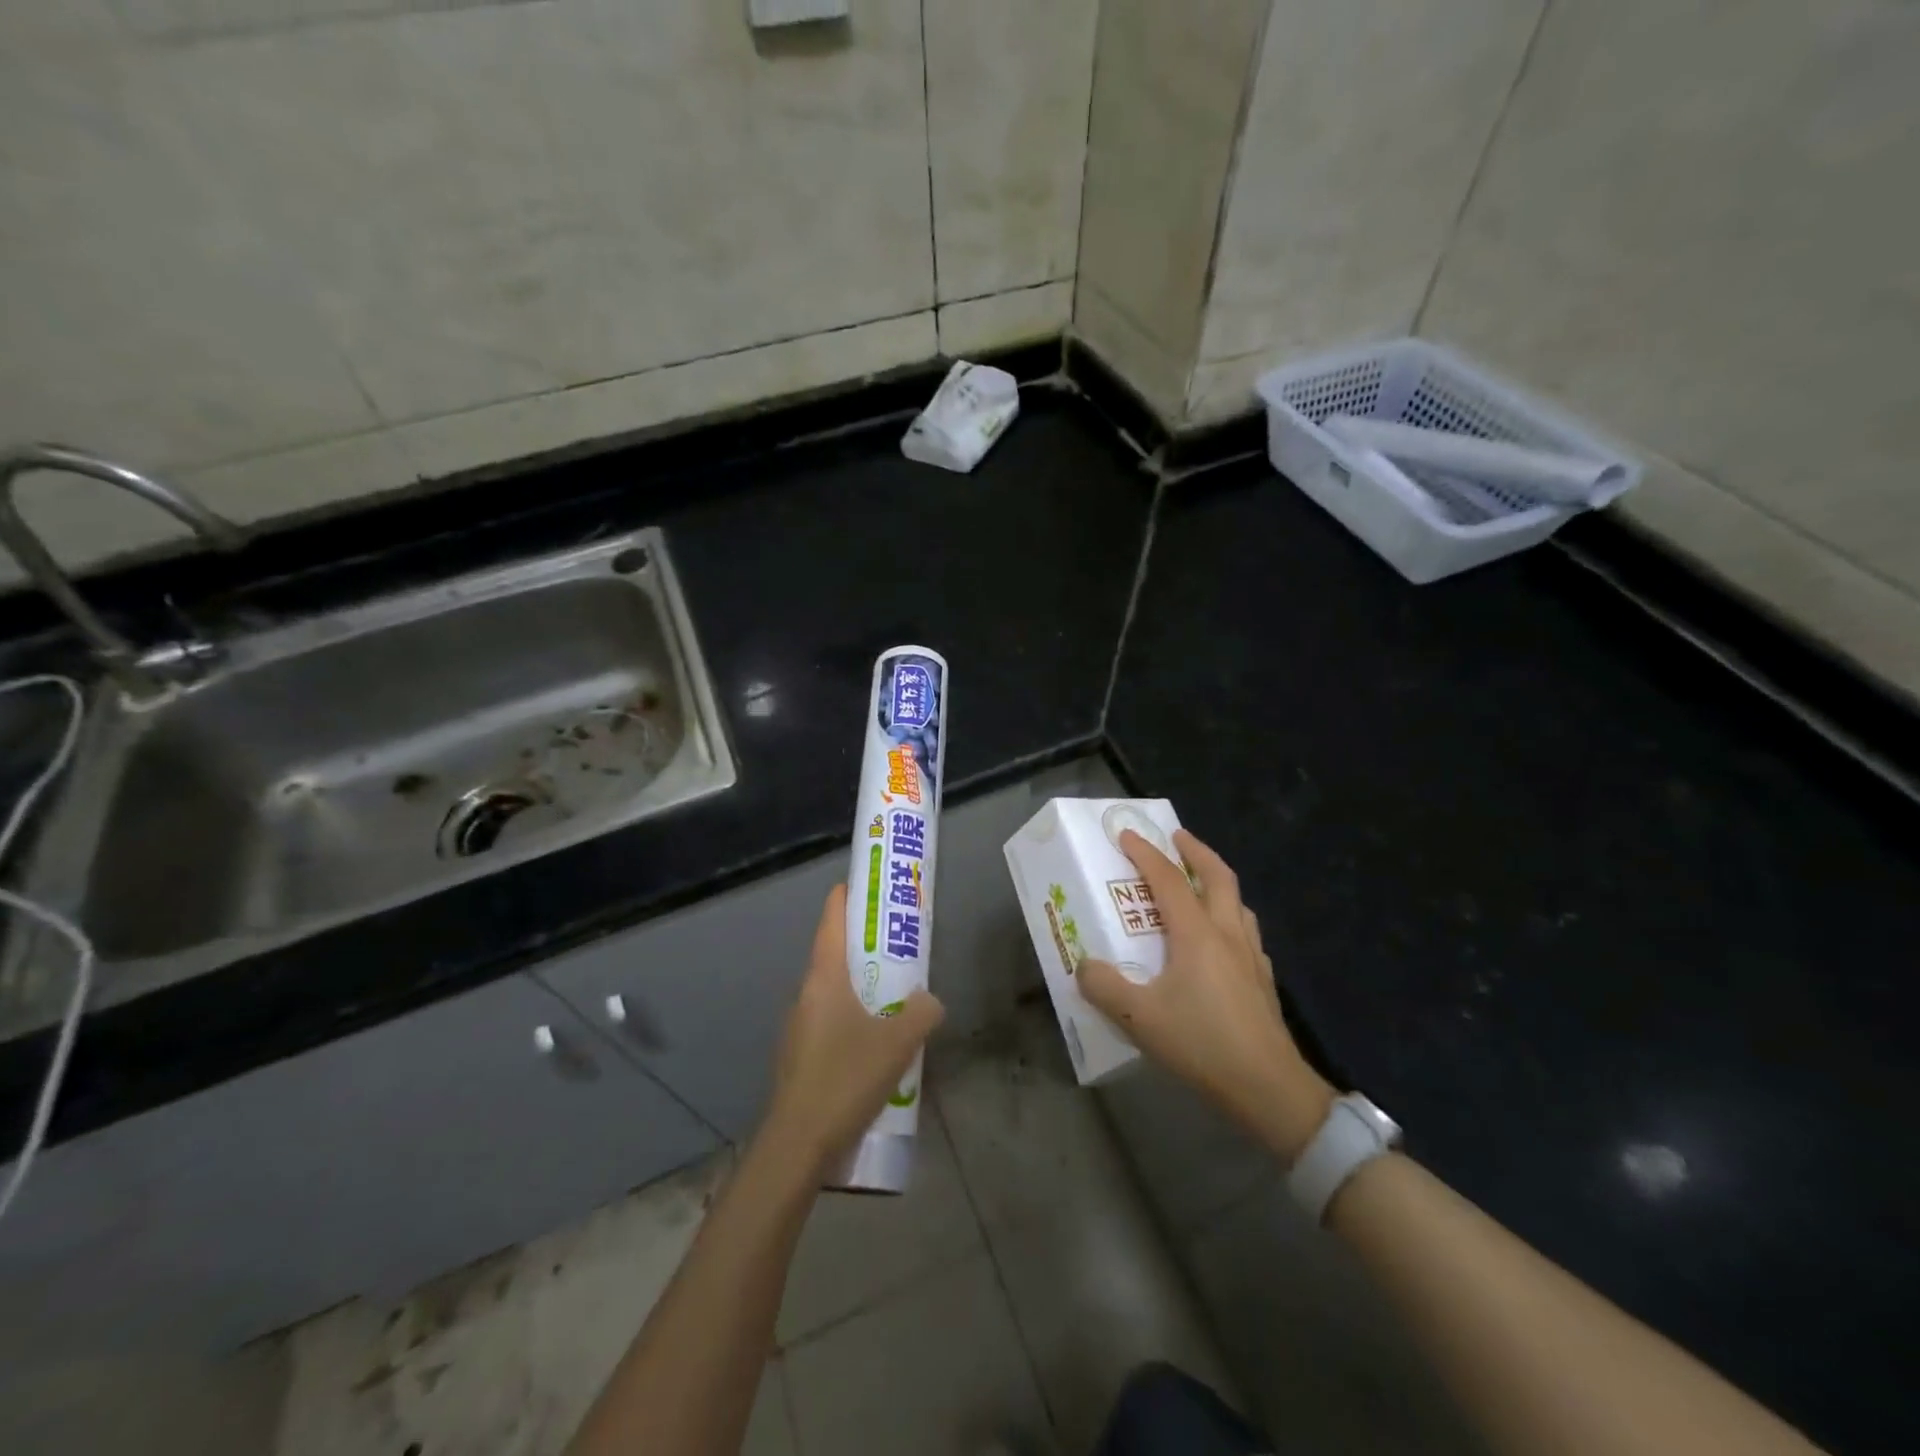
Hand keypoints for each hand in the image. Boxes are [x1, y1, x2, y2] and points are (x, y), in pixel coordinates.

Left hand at [763, 884, 943, 1175]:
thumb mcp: (898, 1043)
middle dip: (863, 944)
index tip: (866, 886)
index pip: (831, 920)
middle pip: (833, 954)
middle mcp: (806, 994)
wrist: (796, 1144)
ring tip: (893, 996)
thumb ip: (921, 1013)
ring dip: (859, 984)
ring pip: (832, 991)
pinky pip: (828, 1020)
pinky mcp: (799, 1055)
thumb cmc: (845, 1078)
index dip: (846, 897)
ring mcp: (798, 1026)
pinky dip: (851, 1016)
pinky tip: (874, 1043)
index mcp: (824, 978)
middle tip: (897, 944)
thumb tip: (929, 1001)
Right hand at [1079, 829, 1333, 1162]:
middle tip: (1176, 837)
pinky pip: (1245, 930)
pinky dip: (1229, 915)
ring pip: (1237, 901)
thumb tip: (1084, 966)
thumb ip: (1104, 987)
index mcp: (1196, 934)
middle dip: (1195, 850)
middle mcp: (1227, 934)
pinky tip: (1220, 939)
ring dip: (1216, 880)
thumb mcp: (1139, 1018)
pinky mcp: (1262, 979)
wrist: (1269, 1089)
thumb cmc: (1202, 1045)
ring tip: (1198, 882)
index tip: (1126, 834)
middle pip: (1217, 876)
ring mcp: (1251, 956)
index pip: (1168, 879)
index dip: (1145, 853)